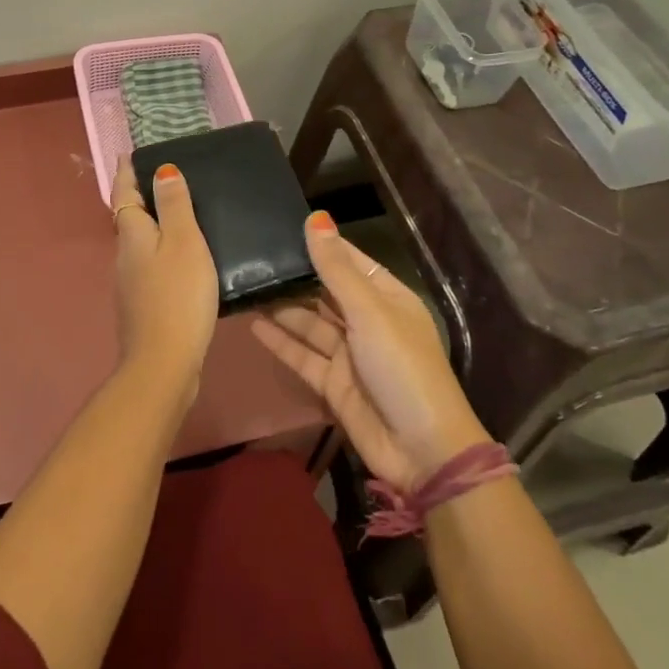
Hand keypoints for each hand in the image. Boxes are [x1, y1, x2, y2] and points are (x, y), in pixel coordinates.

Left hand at [111, 157, 217, 407]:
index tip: (126, 154)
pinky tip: (181, 262)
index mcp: (133, 235)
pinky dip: (161, 254)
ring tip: (176, 216)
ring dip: (152, 227)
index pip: (124, 194)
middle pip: (129, 219)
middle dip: (139, 198)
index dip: (126, 173)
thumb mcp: (184, 242)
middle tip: (161, 180)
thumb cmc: (177, 296)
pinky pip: (150, 267)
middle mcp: (124, 256)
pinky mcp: (142, 307)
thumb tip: (160, 169)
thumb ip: (174, 205)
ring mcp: (130, 284)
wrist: (164, 363)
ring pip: (139, 245)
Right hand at [251, 213, 489, 489]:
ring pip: (310, 323)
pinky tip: (252, 324)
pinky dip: (280, 341)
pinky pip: (302, 355)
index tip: (281, 226)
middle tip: (253, 256)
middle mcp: (368, 321)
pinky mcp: (333, 383)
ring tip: (246, 287)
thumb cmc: (401, 367)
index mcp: (387, 298)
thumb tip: (316, 218)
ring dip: (282, 308)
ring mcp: (349, 354)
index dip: (320, 245)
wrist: (422, 450)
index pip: (349, 261)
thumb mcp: (370, 312)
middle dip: (296, 276)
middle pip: (325, 291)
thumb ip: (336, 269)